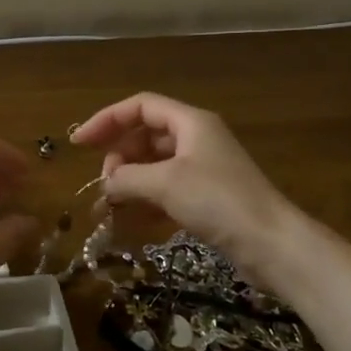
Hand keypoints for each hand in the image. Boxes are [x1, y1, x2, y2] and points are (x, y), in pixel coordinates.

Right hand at [71, 92, 301, 293]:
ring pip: (155, 164)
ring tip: (110, 206)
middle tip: (105, 183)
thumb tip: (106, 183)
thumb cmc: (218, 201)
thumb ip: (127, 178)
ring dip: (130, 181)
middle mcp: (196, 138)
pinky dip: (148, 199)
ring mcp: (203, 168)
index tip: (79, 143)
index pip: (140, 107)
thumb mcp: (166, 184)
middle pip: (146, 135)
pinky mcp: (208, 196)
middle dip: (119, 156)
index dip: (106, 120)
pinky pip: (168, 188)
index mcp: (189, 122)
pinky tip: (133, 219)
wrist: (271, 243)